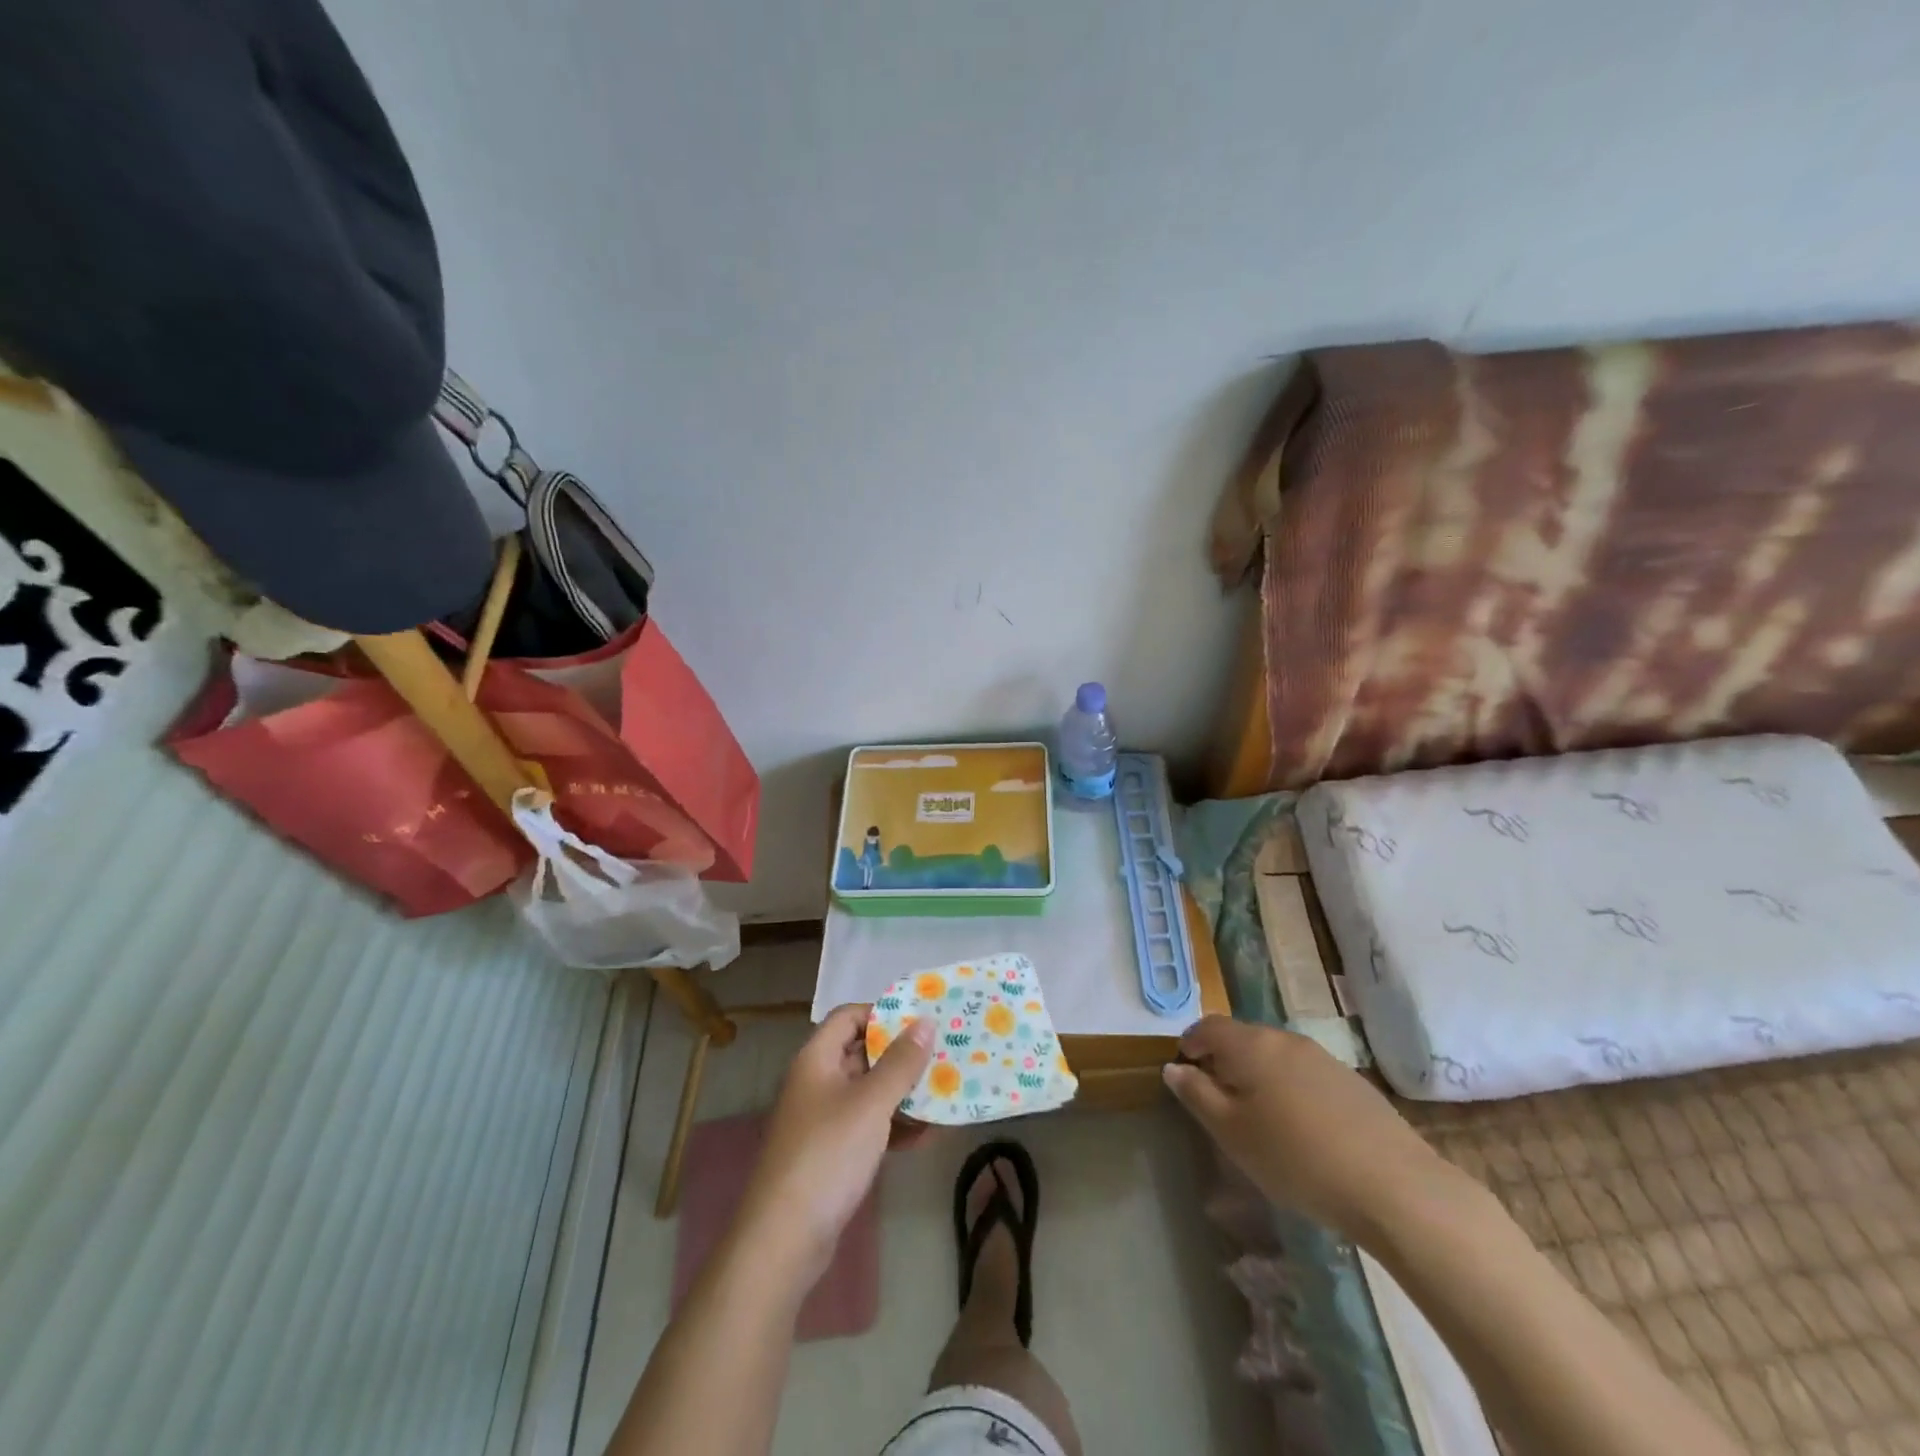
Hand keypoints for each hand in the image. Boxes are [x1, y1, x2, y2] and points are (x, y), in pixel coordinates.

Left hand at [738, 1004, 934, 1283]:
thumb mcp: (871, 1103)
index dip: (882, 1013)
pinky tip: (925, 1136)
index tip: (920, 1021)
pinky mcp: (830, 1153)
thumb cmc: (828, 1155)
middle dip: (900, 1055)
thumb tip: (925, 1022)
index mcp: (817, 1059)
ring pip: (867, 1091)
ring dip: (902, 1093)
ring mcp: (822, 1119)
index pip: (849, 1016)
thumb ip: (900, 1063)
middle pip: (861, 1053)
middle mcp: (816, 1082)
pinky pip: (866, 1125)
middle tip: (942, 1054)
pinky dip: (892, 1126)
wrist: (785, 1239)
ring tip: (943, 1094)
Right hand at [1163, 1016, 1451, 1241]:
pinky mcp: (1352, 1082)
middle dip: (1225, 1061)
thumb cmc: (1295, 1157)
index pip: (1208, 1026)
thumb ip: (1197, 1095)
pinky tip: (1301, 1130)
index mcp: (1251, 1044)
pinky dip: (1290, 1090)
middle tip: (1218, 1101)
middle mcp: (1285, 1039)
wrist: (1394, 1185)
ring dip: (1259, 1076)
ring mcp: (1323, 1058)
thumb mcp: (1231, 1132)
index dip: (1190, 1044)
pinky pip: (1305, 1075)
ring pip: (1276, 1057)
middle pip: (1243, 1039)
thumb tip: (1174, 1067)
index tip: (1184, 1070)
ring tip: (1259, 1118)